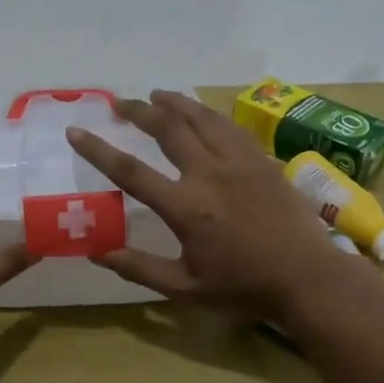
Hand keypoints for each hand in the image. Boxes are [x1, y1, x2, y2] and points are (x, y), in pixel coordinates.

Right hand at [66, 89, 353, 319]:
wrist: (307, 278)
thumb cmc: (244, 287)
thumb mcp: (185, 288)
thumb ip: (139, 268)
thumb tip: (97, 253)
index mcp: (185, 207)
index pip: (131, 171)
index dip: (98, 150)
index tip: (76, 131)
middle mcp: (209, 174)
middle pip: (167, 128)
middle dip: (138, 111)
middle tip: (119, 102)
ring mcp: (239, 162)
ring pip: (201, 118)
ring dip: (174, 102)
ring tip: (156, 94)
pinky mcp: (262, 160)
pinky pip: (230, 126)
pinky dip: (208, 114)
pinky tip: (202, 113)